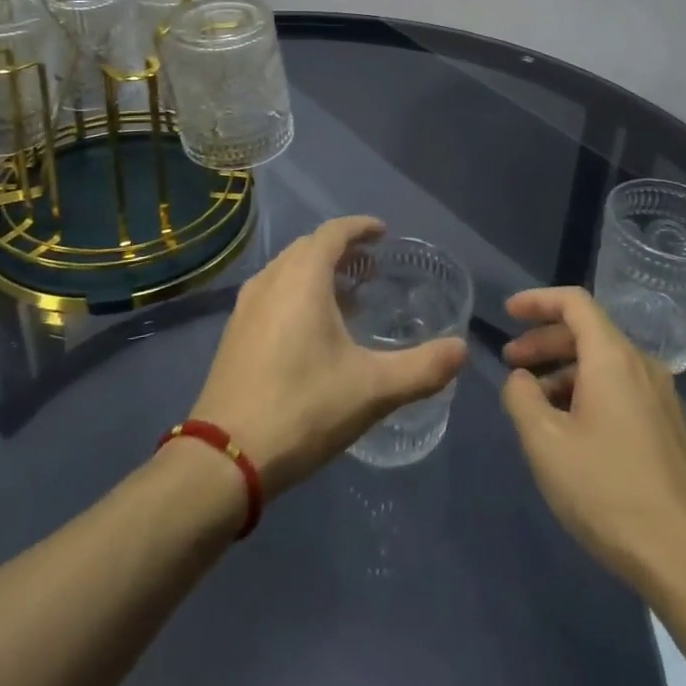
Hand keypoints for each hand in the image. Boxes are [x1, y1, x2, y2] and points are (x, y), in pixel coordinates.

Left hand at [190, 216, 467, 495]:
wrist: (224, 458)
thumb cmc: (303, 409)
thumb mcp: (372, 390)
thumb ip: (422, 368)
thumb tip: (461, 350)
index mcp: (302, 278)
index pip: (333, 232)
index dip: (360, 227)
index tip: (383, 233)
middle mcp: (271, 280)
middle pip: (309, 247)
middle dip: (342, 250)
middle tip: (372, 269)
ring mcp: (247, 306)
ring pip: (287, 270)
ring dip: (318, 272)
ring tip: (348, 297)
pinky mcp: (234, 333)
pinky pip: (272, 292)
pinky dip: (297, 292)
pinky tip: (312, 330)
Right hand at [500, 287, 685, 591]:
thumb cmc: (607, 489)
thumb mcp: (545, 442)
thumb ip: (521, 398)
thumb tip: (520, 379)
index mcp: (613, 357)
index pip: (574, 302)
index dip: (537, 300)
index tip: (507, 312)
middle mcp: (642, 366)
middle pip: (588, 332)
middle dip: (544, 341)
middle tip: (510, 363)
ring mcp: (661, 398)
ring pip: (604, 364)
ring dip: (564, 371)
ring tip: (534, 404)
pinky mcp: (668, 429)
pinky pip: (620, 390)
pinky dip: (587, 392)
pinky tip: (569, 430)